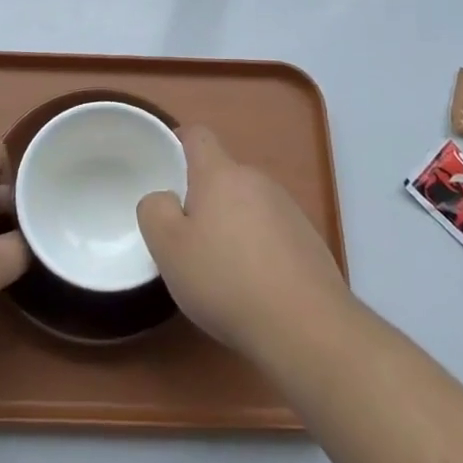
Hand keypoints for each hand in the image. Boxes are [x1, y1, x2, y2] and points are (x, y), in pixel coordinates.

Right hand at [137, 125, 349, 362]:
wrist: (306, 326)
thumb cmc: (226, 280)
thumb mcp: (168, 249)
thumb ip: (154, 211)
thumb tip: (164, 198)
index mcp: (220, 174)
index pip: (198, 136)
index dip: (179, 144)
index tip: (167, 170)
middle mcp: (256, 180)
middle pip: (222, 175)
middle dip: (203, 198)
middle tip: (188, 238)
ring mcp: (288, 208)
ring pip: (248, 204)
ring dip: (232, 224)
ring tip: (223, 270)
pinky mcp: (308, 239)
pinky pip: (272, 231)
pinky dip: (259, 248)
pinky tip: (256, 285)